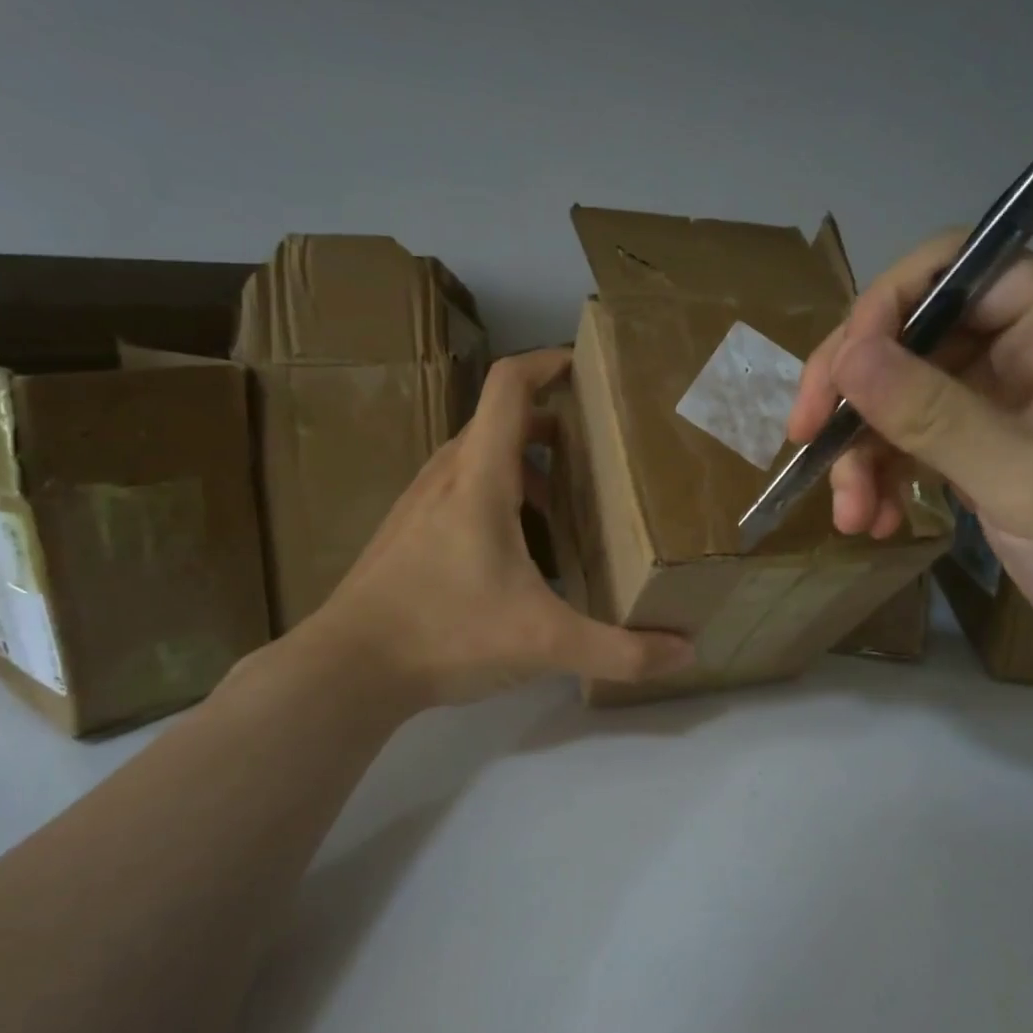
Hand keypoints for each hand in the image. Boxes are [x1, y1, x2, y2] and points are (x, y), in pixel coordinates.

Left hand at [307, 349, 694, 706]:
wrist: (347, 669)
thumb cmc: (446, 634)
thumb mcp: (545, 643)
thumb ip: (620, 650)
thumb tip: (686, 652)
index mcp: (479, 478)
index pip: (509, 386)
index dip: (548, 362)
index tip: (588, 367)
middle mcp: (446, 476)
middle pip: (499, 421)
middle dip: (551, 424)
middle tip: (597, 449)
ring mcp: (419, 504)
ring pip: (477, 458)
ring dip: (523, 465)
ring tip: (564, 504)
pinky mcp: (406, 533)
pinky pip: (459, 491)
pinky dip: (496, 496)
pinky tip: (517, 552)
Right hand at [787, 238, 1032, 673]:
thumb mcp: (1027, 478)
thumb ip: (933, 414)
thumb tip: (845, 356)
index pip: (953, 270)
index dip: (883, 311)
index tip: (835, 381)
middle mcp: (1027, 349)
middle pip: (911, 337)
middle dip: (855, 396)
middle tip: (806, 445)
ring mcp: (1002, 404)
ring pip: (900, 399)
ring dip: (862, 454)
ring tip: (851, 516)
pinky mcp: (984, 453)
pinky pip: (912, 446)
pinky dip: (884, 480)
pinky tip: (877, 523)